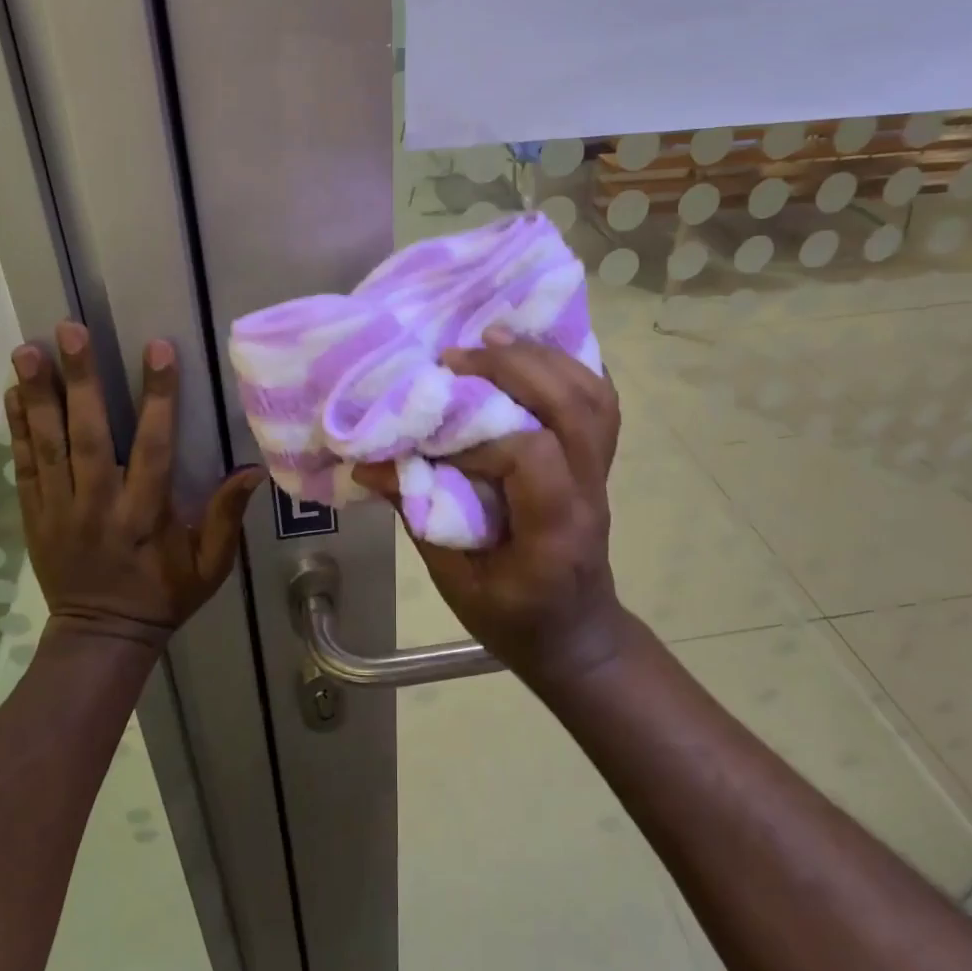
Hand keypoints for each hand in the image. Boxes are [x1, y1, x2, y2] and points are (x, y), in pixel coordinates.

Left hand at [6, 321, 264, 646]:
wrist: (101, 637)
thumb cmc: (164, 596)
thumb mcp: (210, 566)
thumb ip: (227, 518)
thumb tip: (254, 469)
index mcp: (144, 514)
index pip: (153, 446)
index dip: (157, 397)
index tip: (158, 349)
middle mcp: (98, 504)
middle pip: (87, 434)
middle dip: (81, 380)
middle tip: (70, 331)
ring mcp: (59, 509)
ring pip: (47, 444)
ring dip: (38, 395)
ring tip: (27, 350)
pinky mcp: (34, 515)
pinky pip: (24, 466)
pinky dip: (17, 429)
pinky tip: (13, 393)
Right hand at [355, 329, 628, 681]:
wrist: (577, 635)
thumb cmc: (515, 619)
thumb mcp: (457, 583)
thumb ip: (419, 519)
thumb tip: (370, 465)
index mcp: (555, 530)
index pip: (533, 456)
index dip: (483, 437)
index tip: (440, 441)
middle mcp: (589, 491)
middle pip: (573, 407)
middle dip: (513, 368)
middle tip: (456, 356)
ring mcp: (601, 472)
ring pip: (593, 395)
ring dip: (543, 356)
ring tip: (493, 336)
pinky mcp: (599, 460)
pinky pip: (600, 399)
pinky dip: (570, 364)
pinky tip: (532, 348)